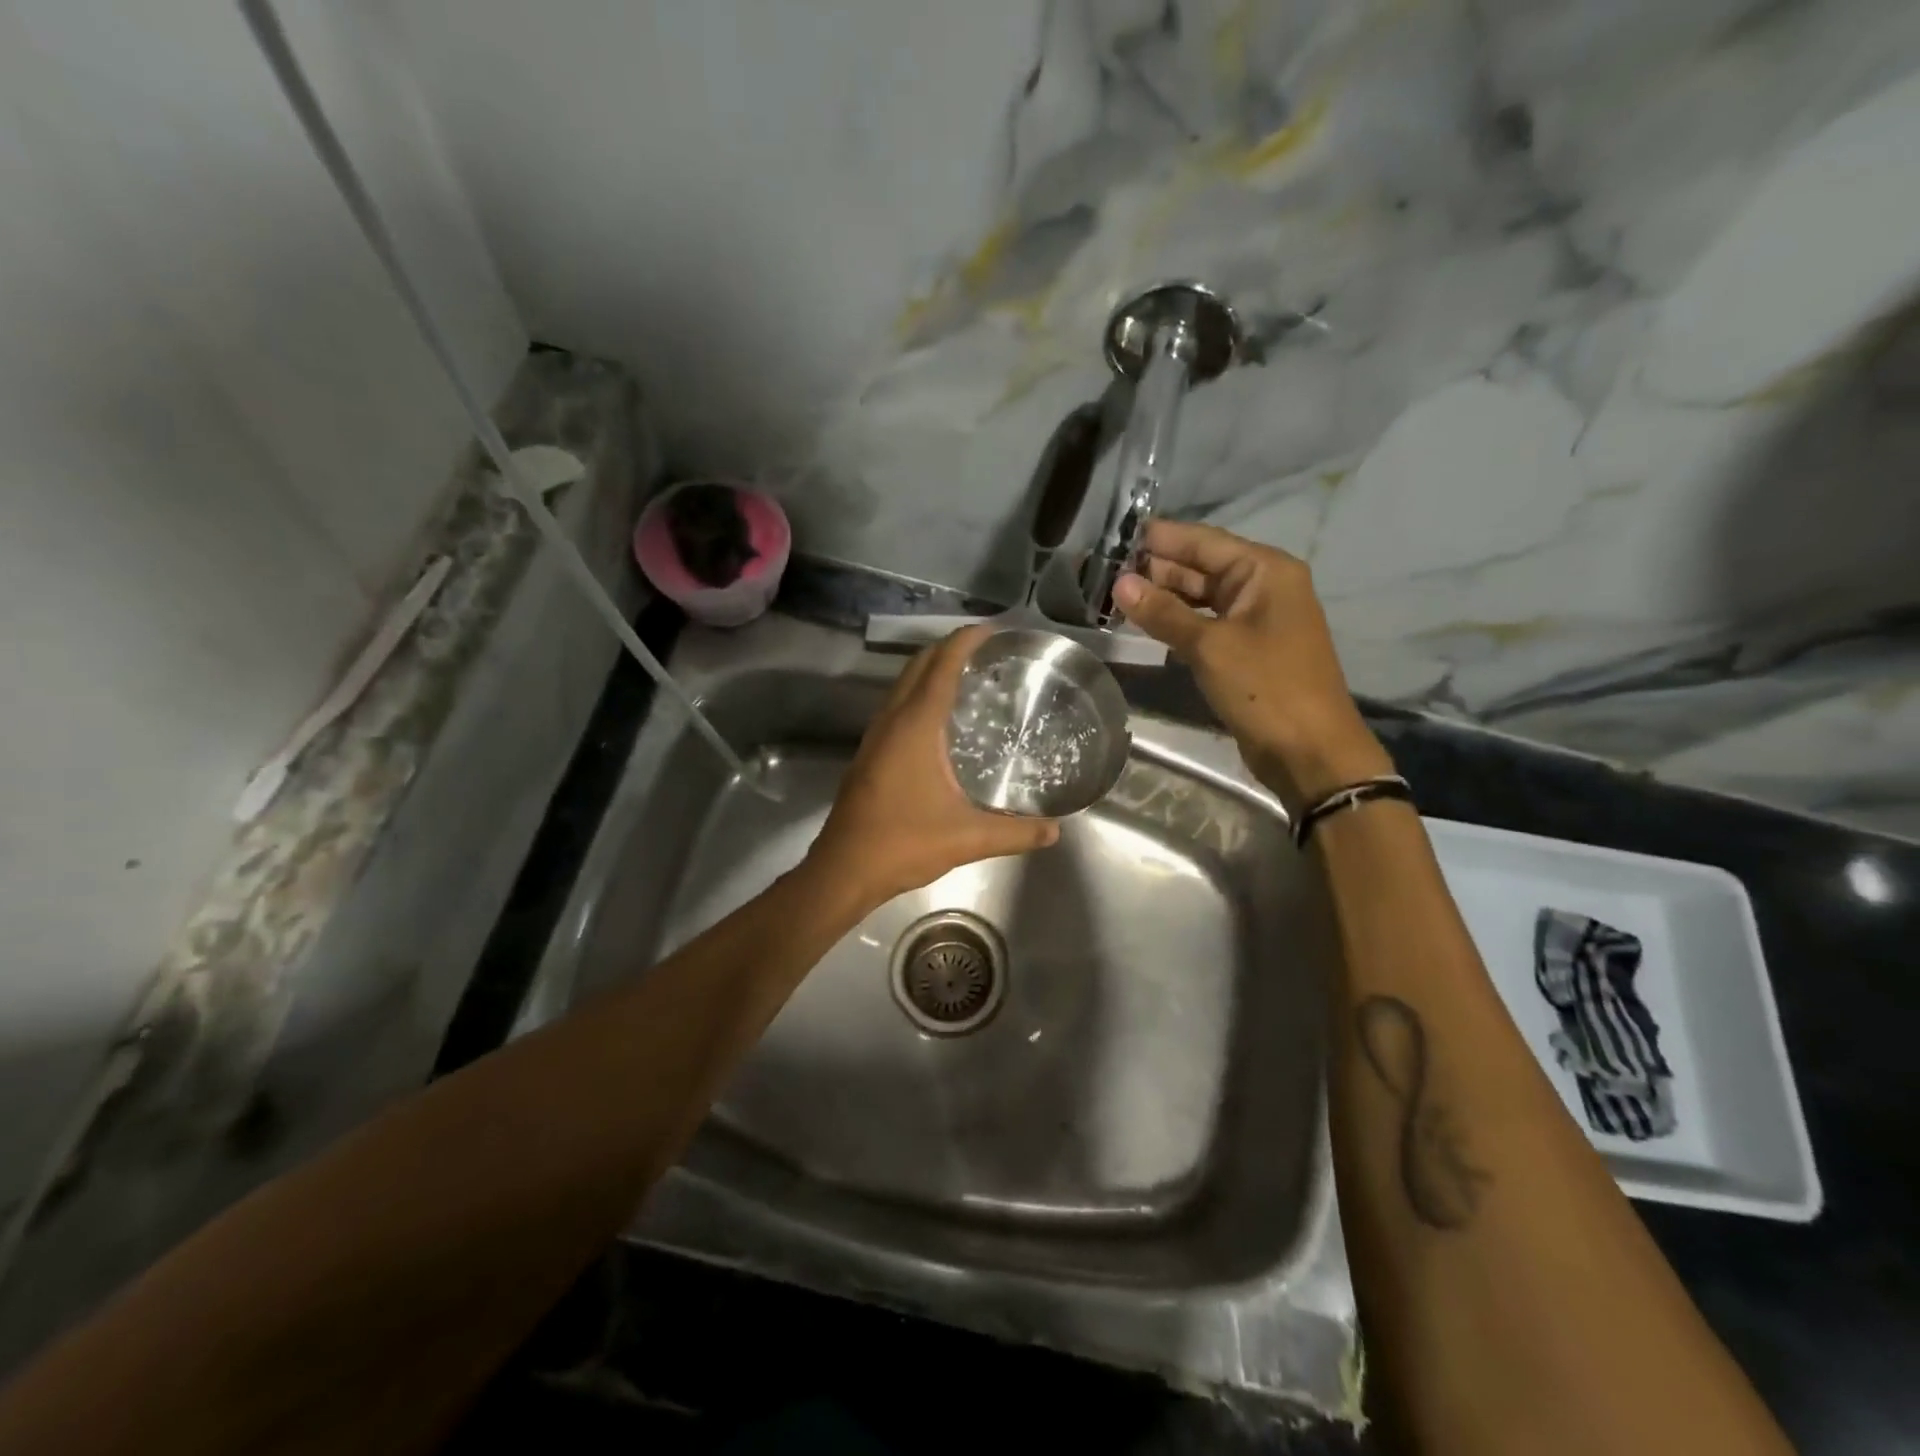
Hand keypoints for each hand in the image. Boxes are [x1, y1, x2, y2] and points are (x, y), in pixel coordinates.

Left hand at [806, 624, 1060, 909]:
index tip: (992, 630)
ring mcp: (875, 737)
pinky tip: (939, 721)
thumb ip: (1015, 833)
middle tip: (986, 650)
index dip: (965, 641)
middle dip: (949, 648)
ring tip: (967, 676)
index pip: (941, 666)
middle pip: (918, 666)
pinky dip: (919, 696)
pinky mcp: (869, 755)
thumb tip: (1055, 830)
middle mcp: (891, 721)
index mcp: (915, 727)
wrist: (844, 870)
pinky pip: (896, 708)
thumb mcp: (967, 838)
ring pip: (903, 686)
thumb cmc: (903, 844)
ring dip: (931, 671)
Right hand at [1112, 520, 1393, 811]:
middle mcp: (1263, 587)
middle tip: (1106, 569)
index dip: (1162, 538)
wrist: (1309, 751)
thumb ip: (1163, 612)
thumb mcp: (1209, 646)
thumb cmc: (1265, 687)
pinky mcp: (1246, 650)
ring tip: (1115, 595)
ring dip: (1163, 597)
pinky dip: (1177, 622)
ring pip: (1201, 598)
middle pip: (1202, 567)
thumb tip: (1120, 583)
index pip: (1204, 541)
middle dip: (1157, 568)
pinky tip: (1144, 623)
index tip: (1118, 535)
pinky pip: (1205, 624)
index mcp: (1265, 571)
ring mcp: (1255, 620)